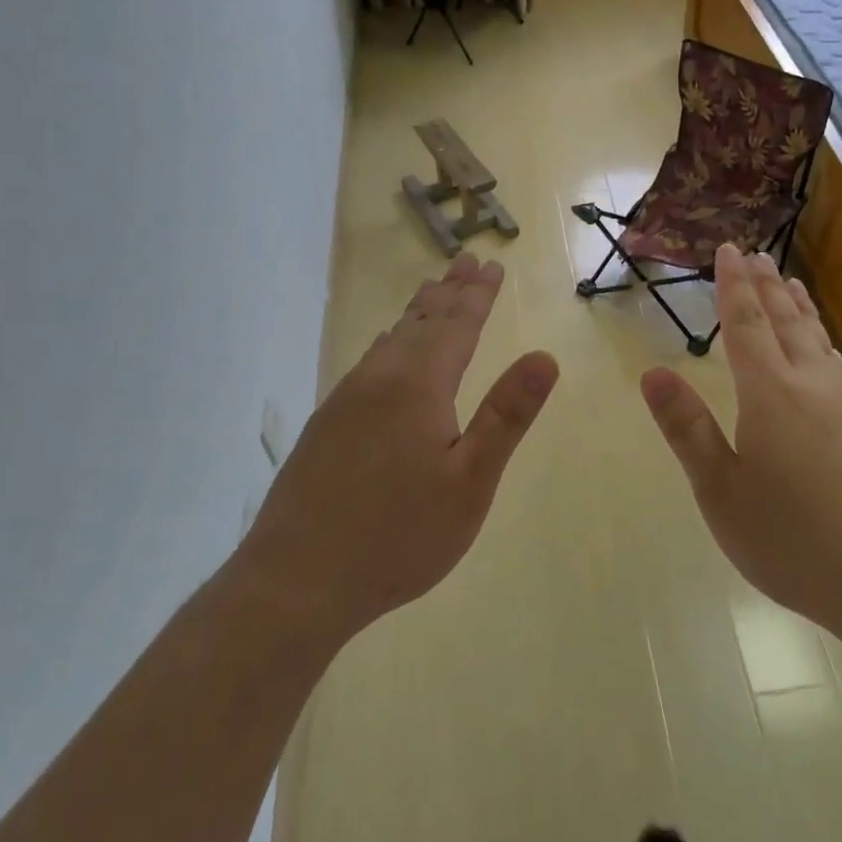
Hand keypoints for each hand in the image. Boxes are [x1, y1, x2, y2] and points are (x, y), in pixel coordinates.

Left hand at [235, 254, 558, 644]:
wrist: (296, 579)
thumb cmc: (399, 535)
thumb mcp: (470, 482)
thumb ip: (506, 416)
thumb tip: (545, 357)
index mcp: (419, 387)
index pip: (457, 326)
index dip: (477, 295)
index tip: (492, 266)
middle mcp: (379, 380)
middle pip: (420, 322)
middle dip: (449, 291)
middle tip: (465, 261)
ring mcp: (346, 400)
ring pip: (390, 339)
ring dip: (417, 311)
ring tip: (432, 291)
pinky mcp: (327, 424)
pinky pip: (369, 361)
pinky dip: (391, 340)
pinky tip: (387, 348)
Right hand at [639, 244, 841, 654]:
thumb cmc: (796, 544)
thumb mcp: (722, 494)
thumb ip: (688, 430)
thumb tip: (651, 373)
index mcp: (771, 395)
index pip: (746, 325)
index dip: (733, 286)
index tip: (728, 248)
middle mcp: (816, 386)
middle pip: (787, 322)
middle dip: (766, 286)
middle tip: (755, 254)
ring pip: (820, 342)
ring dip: (800, 309)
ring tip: (791, 285)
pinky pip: (841, 367)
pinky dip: (824, 344)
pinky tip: (826, 355)